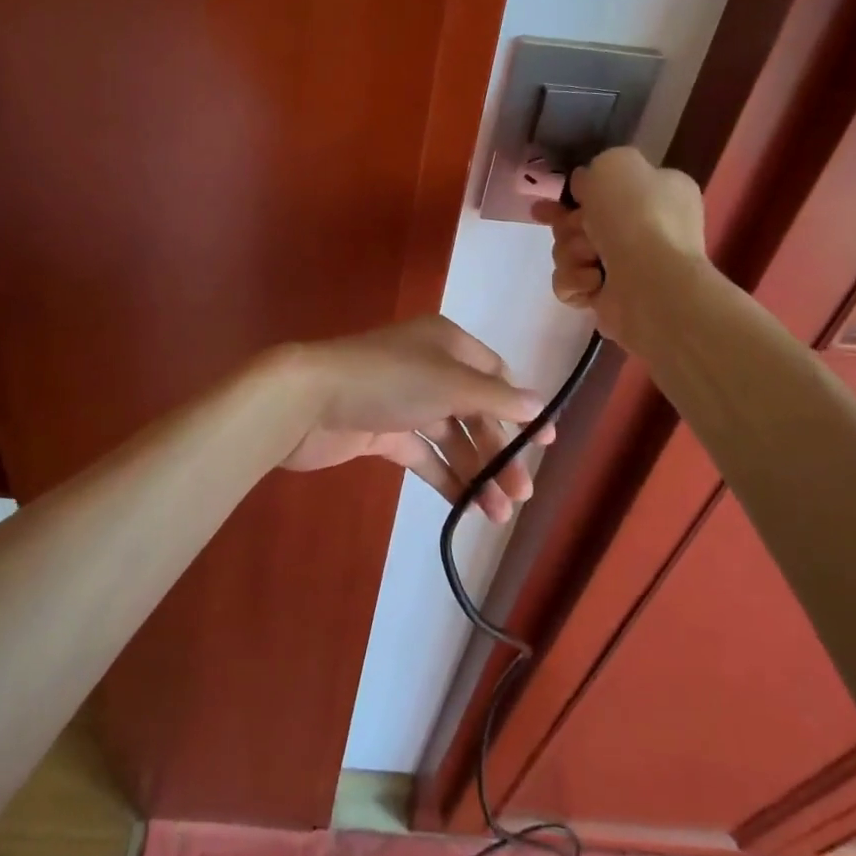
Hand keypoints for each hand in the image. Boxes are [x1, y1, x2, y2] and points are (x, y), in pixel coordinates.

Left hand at [274, 315, 549, 522]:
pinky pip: (424, 455)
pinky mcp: (383, 432)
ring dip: (477, 471)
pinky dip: (447, 477)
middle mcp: (428, 367)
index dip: (521, 406)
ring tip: (499, 513)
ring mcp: (404, 402)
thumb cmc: (388, 380)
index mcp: (446, 343)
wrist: (308, 400)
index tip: (547, 442)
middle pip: (475, 411)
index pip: (495, 373)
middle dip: (500, 450)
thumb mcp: (450, 383)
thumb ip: (496, 398)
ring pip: (452, 438)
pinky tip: (468, 505)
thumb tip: (540, 405)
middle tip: (522, 492)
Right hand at [530, 146, 705, 344]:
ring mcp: (629, 266)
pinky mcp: (610, 298)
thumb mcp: (615, 163)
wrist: (651, 281)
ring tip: (590, 257)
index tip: (555, 197)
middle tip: (575, 228)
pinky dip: (575, 280)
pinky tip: (592, 280)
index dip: (578, 191)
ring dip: (571, 252)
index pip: (609, 187)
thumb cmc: (638, 215)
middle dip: (569, 224)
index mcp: (658, 192)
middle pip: (582, 220)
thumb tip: (584, 188)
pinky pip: (571, 283)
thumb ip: (595, 168)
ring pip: (571, 251)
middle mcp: (647, 228)